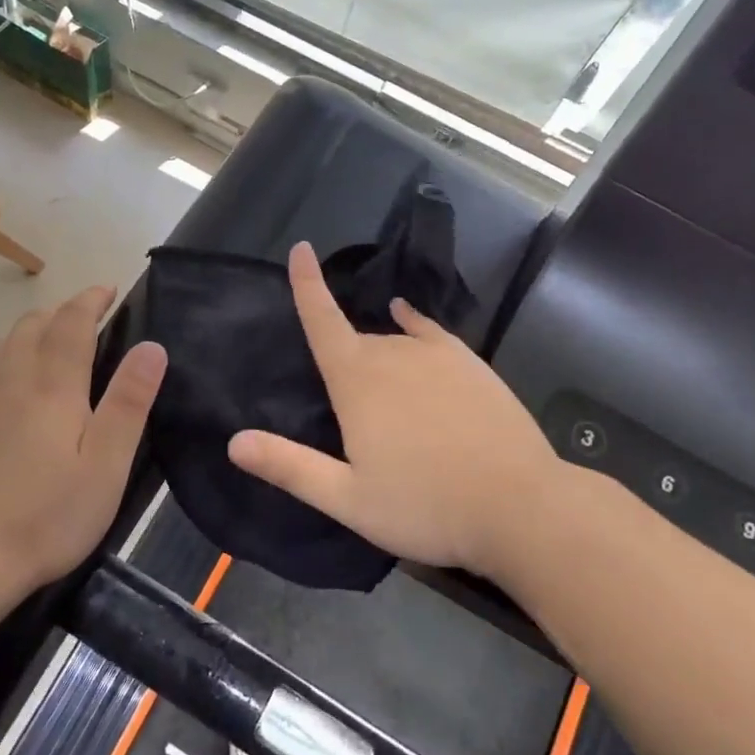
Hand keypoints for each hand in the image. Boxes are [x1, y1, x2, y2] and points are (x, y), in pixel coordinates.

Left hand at [0, 287, 166, 589]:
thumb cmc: (48, 513)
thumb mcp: (107, 464)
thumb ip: (128, 402)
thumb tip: (151, 347)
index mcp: (52, 386)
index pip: (72, 323)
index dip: (91, 300)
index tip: (109, 289)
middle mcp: (11, 380)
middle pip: (32, 326)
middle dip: (61, 311)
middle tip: (85, 316)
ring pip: (2, 345)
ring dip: (29, 331)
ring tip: (48, 341)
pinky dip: (1, 361)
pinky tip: (5, 384)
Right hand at [227, 243, 565, 581]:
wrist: (520, 505)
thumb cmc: (425, 506)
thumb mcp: (348, 498)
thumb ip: (290, 467)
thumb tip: (234, 442)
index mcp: (357, 381)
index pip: (322, 321)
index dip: (306, 285)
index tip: (300, 248)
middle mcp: (394, 353)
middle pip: (355, 342)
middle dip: (343, 362)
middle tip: (353, 418)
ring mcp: (437, 355)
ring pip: (392, 342)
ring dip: (378, 360)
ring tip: (386, 402)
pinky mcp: (470, 364)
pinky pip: (429, 331)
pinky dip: (412, 322)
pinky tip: (406, 317)